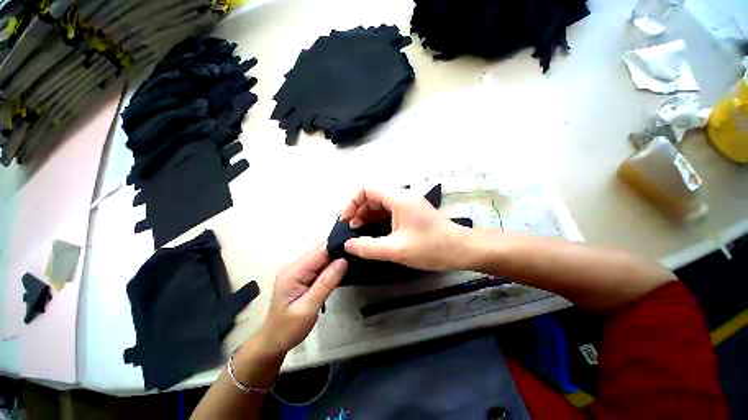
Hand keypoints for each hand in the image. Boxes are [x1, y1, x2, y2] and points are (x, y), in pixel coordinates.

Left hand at [258, 245, 346, 354]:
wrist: (274, 341)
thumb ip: (326, 283)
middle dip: (339, 254)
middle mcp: (296, 266)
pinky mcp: (303, 276)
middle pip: (322, 252)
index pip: (320, 251)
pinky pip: (321, 266)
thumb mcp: (308, 308)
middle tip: (358, 259)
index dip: (338, 248)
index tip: (355, 252)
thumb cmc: (289, 328)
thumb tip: (343, 261)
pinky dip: (332, 268)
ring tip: (354, 264)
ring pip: (323, 258)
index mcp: (294, 271)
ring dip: (337, 261)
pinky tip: (343, 272)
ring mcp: (299, 270)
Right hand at [341, 187, 467, 270]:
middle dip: (358, 209)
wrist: (460, 249)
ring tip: (359, 231)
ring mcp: (408, 204)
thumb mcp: (396, 250)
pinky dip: (378, 218)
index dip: (352, 201)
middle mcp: (402, 196)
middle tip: (351, 228)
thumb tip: (347, 245)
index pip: (367, 188)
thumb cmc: (430, 248)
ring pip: (380, 203)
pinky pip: (389, 210)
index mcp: (398, 199)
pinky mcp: (411, 212)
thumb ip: (368, 247)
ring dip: (367, 214)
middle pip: (373, 195)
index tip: (346, 219)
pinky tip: (374, 231)